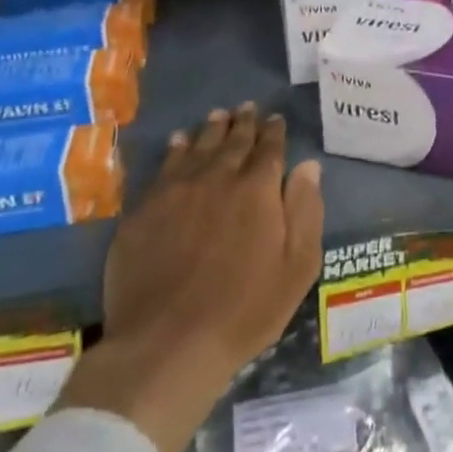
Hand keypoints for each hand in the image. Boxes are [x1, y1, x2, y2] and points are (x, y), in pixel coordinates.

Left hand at [58, 104, 323, 451]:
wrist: (167, 343)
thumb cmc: (244, 310)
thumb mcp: (297, 266)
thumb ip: (306, 211)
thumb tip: (308, 166)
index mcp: (257, 189)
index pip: (269, 148)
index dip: (274, 131)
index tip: (275, 119)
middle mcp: (217, 178)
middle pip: (233, 141)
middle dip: (243, 122)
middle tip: (246, 107)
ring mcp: (176, 191)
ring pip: (197, 147)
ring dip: (210, 129)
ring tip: (217, 115)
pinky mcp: (144, 210)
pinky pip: (164, 167)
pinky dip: (175, 150)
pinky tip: (178, 143)